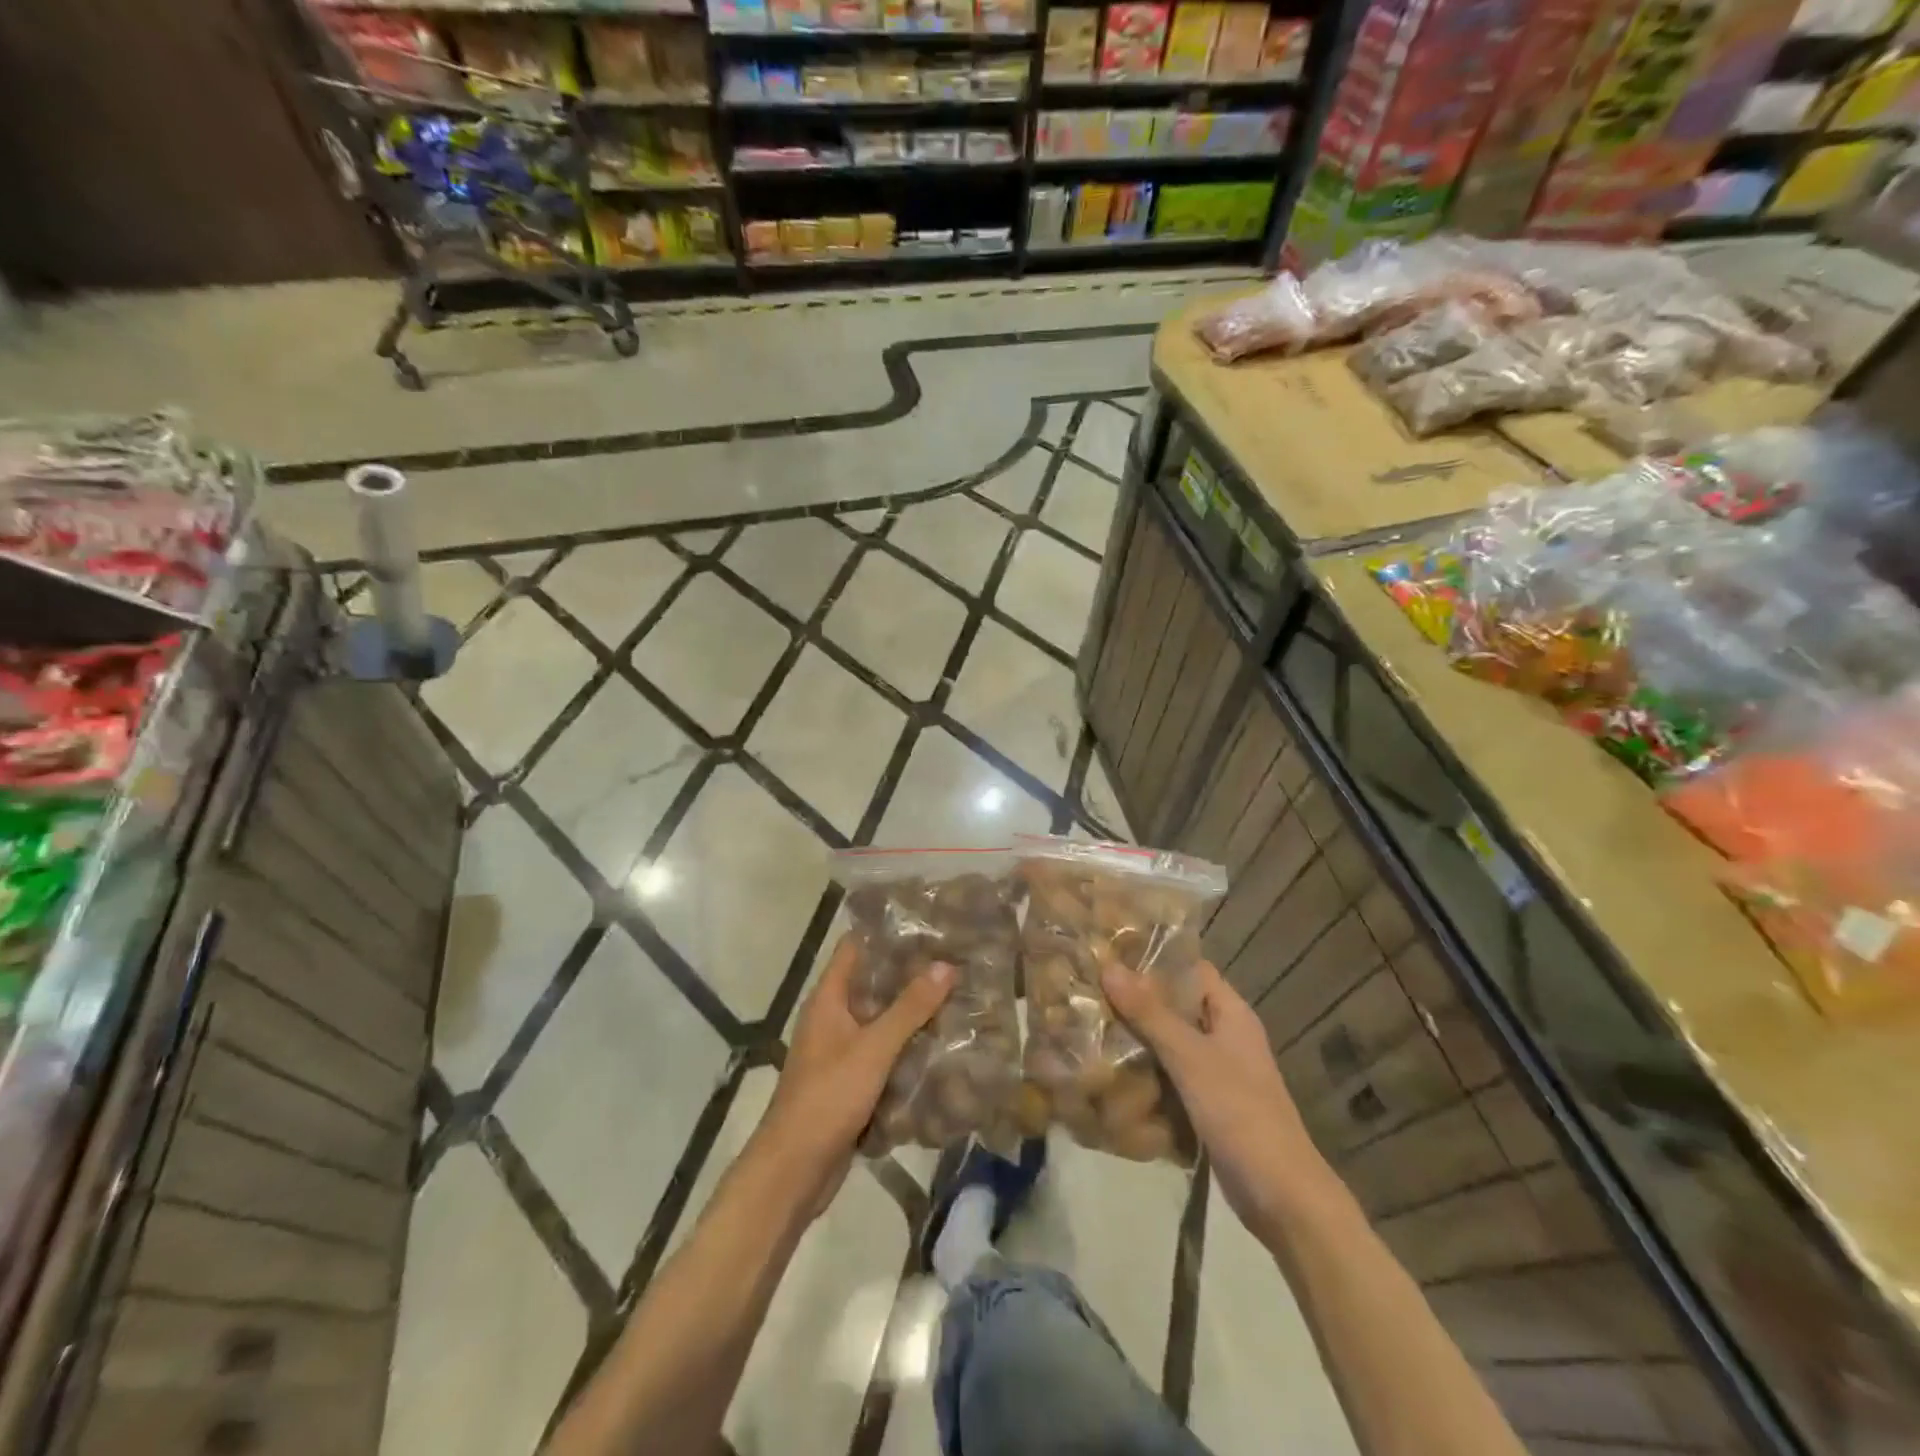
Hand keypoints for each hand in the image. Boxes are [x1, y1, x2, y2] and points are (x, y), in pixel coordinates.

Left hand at [754, 935, 952, 1217]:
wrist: (794, 1170)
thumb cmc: (828, 1096)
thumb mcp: (873, 1048)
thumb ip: (909, 1008)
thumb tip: (945, 965)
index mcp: (828, 999)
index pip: (855, 947)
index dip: (886, 931)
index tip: (926, 923)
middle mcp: (832, 1018)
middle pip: (873, 983)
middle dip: (910, 974)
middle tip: (954, 959)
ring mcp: (840, 1051)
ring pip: (881, 1020)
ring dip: (912, 1012)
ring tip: (956, 996)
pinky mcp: (851, 1081)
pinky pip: (883, 1054)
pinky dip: (907, 1047)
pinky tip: (941, 1045)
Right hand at [1103, 959, 1332, 1238]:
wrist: (1282, 1197)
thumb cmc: (1240, 1113)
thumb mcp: (1190, 1057)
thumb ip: (1149, 1013)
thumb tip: (1108, 967)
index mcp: (1231, 1013)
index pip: (1190, 968)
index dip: (1153, 959)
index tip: (1109, 955)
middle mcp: (1225, 1035)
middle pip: (1176, 1006)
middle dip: (1136, 1002)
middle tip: (1090, 993)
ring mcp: (1218, 1072)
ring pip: (1170, 1042)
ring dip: (1137, 1039)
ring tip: (1090, 1027)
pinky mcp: (1208, 1104)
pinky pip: (1171, 1076)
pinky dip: (1146, 1072)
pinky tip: (1111, 1072)